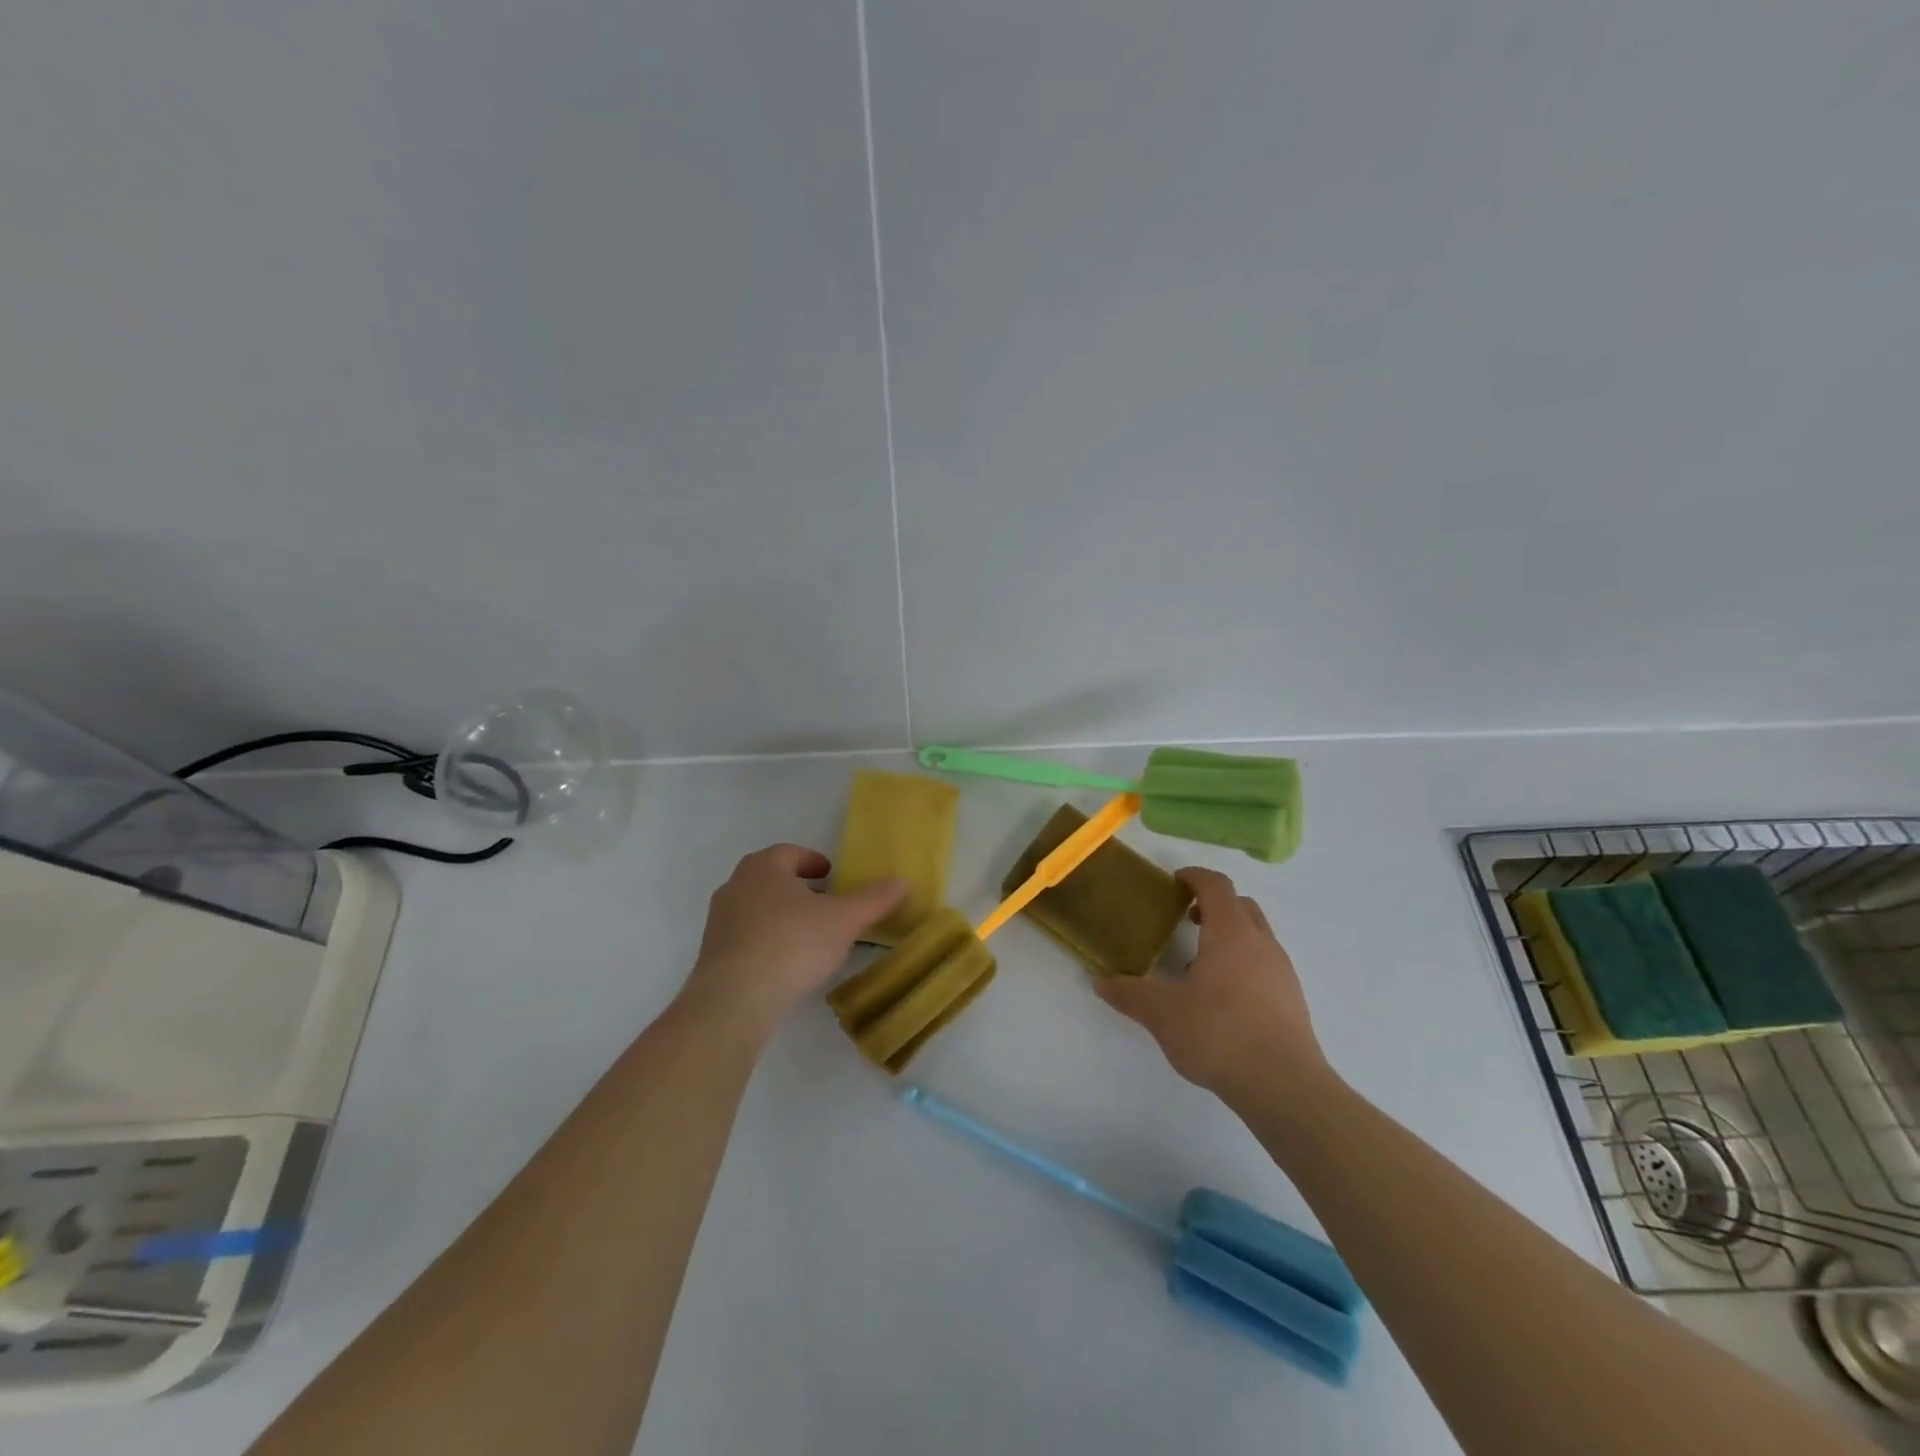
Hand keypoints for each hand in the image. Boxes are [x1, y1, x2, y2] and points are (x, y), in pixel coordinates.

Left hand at [679, 844, 905, 1039]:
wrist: (735, 999)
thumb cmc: (793, 944)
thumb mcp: (844, 920)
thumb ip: (873, 899)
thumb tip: (901, 881)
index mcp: (764, 866)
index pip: (791, 852)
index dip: (814, 861)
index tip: (832, 875)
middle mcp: (736, 885)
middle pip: (772, 877)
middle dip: (798, 887)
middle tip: (824, 903)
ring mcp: (719, 919)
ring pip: (757, 906)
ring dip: (781, 913)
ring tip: (808, 934)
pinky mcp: (712, 953)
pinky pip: (746, 936)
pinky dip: (766, 939)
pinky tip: (785, 961)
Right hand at [1095, 866, 1327, 1102]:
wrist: (1285, 1087)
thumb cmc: (1219, 1035)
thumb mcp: (1162, 1014)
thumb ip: (1129, 994)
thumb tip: (1101, 982)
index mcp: (1230, 933)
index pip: (1216, 885)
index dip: (1194, 877)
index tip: (1175, 882)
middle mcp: (1261, 942)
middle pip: (1240, 905)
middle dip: (1213, 904)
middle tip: (1185, 919)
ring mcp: (1282, 970)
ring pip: (1256, 934)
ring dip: (1229, 935)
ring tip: (1199, 964)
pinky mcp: (1292, 999)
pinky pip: (1265, 963)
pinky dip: (1243, 962)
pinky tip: (1223, 997)